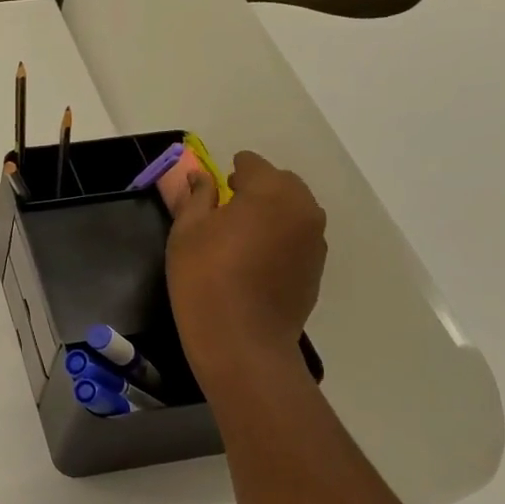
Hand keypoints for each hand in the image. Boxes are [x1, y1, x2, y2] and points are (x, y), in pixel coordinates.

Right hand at [166, 151, 325, 375]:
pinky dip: (281, 236)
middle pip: (280, 183)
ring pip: (293, 210)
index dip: (232, 170)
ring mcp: (315, 240)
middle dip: (256, 188)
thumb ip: (197, 196)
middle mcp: (302, 208)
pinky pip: (299, 236)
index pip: (253, 164)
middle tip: (225, 208)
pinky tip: (256, 258)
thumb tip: (201, 177)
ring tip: (241, 234)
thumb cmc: (204, 277)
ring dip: (271, 212)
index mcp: (269, 191)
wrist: (241, 339)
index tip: (215, 184)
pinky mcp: (317, 267)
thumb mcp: (187, 230)